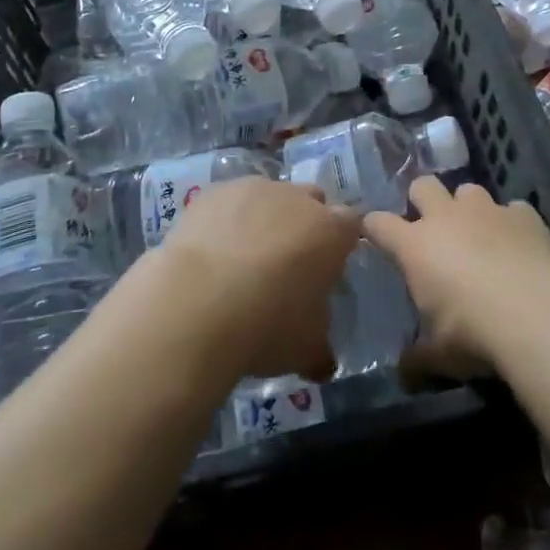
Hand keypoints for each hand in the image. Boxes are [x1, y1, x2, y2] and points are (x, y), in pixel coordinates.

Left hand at [158, 177, 359, 381]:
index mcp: (331, 231)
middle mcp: (297, 198)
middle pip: (312, 201)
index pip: (351, 224)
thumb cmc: (266, 325)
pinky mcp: (215, 191)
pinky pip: (230, 199)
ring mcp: (254, 188)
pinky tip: (212, 248)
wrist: (197, 303)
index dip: (342, 242)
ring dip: (265, 217)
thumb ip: (321, 348)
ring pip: (270, 196)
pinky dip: (228, 217)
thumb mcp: (306, 350)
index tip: (329, 266)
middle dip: (305, 223)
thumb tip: (323, 361)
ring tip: (243, 257)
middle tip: (288, 262)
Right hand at [363, 179, 549, 379]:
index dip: (374, 226)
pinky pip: (513, 209)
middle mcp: (446, 217)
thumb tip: (403, 374)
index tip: (374, 233)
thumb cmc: (475, 333)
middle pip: (423, 186)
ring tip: (479, 235)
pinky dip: (512, 223)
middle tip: (431, 226)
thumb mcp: (440, 355)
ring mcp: (487, 210)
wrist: (539, 314)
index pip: (379, 223)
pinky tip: (520, 245)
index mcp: (415, 245)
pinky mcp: (525, 215)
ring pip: (468, 190)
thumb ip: (418, 358)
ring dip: (468, 209)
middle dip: (422, 200)